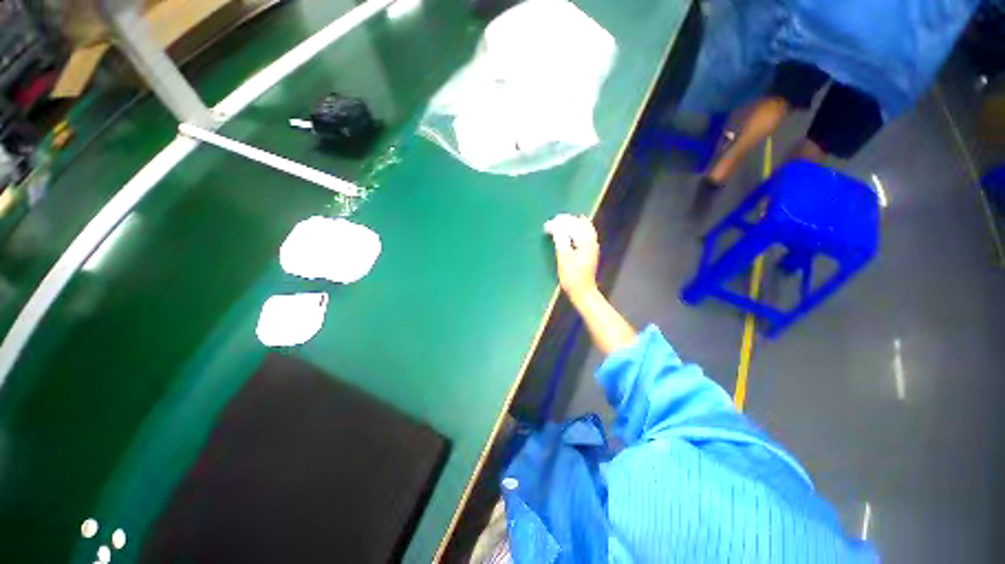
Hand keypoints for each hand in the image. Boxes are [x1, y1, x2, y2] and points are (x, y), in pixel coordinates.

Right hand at [544, 214, 599, 302]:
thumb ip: (560, 239)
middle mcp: (591, 242)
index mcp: (586, 241)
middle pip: (581, 225)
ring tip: (563, 221)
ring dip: (574, 224)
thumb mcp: (564, 257)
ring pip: (585, 229)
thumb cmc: (572, 276)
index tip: (549, 223)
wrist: (583, 292)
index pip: (573, 225)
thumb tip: (555, 225)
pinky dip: (579, 230)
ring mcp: (592, 248)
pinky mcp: (590, 253)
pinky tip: (573, 232)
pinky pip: (586, 235)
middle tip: (555, 220)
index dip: (561, 222)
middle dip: (568, 221)